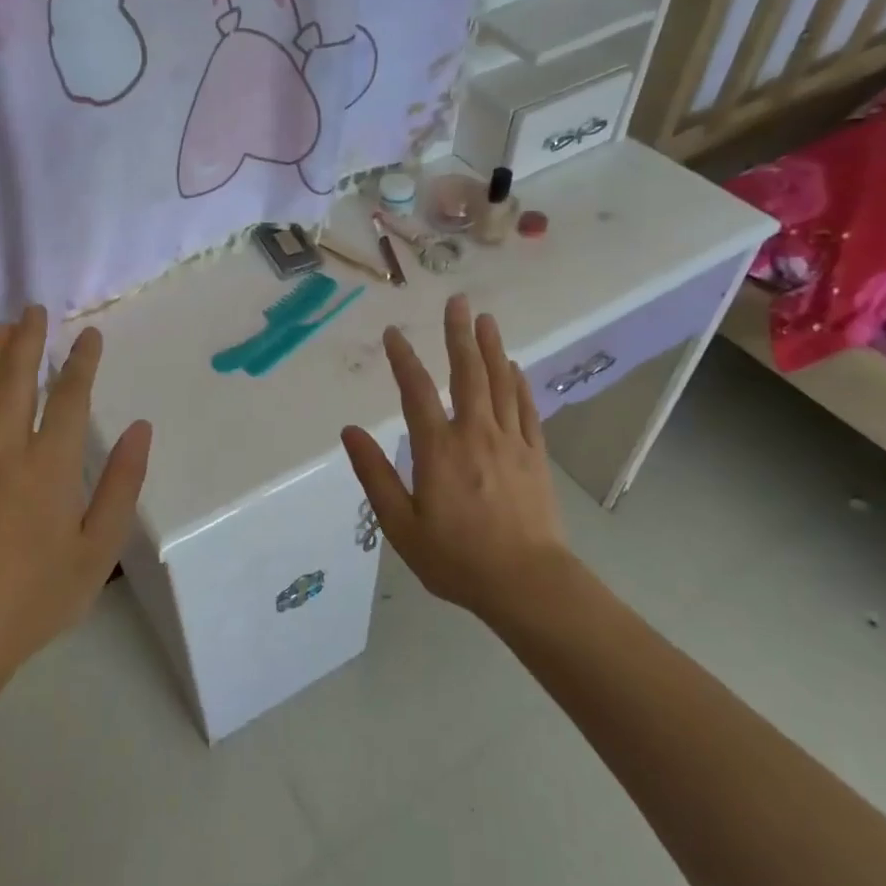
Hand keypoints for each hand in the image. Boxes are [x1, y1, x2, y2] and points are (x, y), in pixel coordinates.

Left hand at [0, 307, 151, 684]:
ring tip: (4, 328)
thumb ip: (120, 484)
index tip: (90, 335)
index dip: (82, 362)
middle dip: (29, 340)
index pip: (69, 397)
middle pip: (18, 380)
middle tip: (36, 310)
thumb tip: (141, 429)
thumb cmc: (41, 593)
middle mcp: (6, 449)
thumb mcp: (99, 546)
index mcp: (50, 465)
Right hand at [341, 295, 571, 621]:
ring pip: (500, 384)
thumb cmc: (456, 559)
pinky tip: (515, 367)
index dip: (403, 359)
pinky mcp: (535, 456)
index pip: (417, 392)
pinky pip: (526, 409)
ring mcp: (510, 442)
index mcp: (439, 450)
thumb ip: (375, 475)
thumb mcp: (401, 526)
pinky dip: (519, 384)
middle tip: (458, 301)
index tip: (393, 333)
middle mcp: (476, 434)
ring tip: (486, 320)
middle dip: (458, 335)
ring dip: (491, 348)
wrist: (527, 583)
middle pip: (467, 374)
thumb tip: (350, 432)